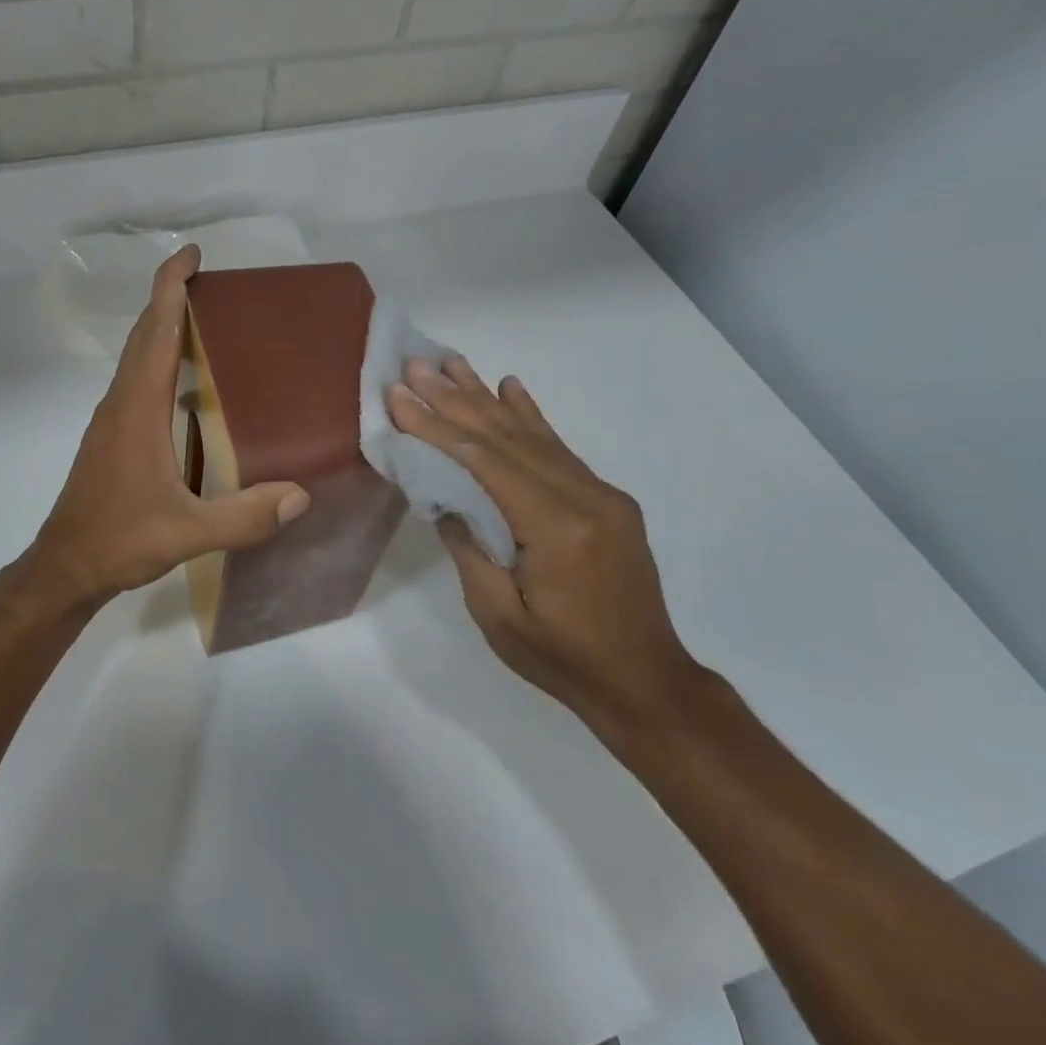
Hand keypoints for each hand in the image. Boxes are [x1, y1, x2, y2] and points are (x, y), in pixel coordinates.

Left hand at [29, 245, 310, 604]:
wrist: (65, 565)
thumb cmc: (120, 540)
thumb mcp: (187, 533)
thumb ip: (244, 517)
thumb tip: (302, 495)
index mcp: (138, 409)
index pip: (155, 331)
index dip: (170, 287)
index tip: (191, 254)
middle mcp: (121, 402)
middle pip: (143, 333)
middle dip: (171, 297)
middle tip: (211, 282)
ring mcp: (112, 418)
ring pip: (137, 356)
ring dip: (162, 327)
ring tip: (204, 321)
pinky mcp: (111, 435)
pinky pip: (136, 379)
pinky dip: (158, 359)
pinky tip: (187, 383)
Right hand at [389, 355, 699, 731]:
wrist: (646, 682)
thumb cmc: (563, 659)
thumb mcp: (498, 615)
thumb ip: (468, 548)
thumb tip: (443, 496)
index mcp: (556, 528)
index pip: (485, 461)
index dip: (437, 426)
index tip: (399, 396)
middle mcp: (584, 497)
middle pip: (507, 436)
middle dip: (454, 398)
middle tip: (416, 364)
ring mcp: (601, 494)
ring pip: (533, 434)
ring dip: (486, 396)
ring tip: (450, 362)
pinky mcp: (606, 500)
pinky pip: (559, 449)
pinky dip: (530, 415)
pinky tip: (511, 387)